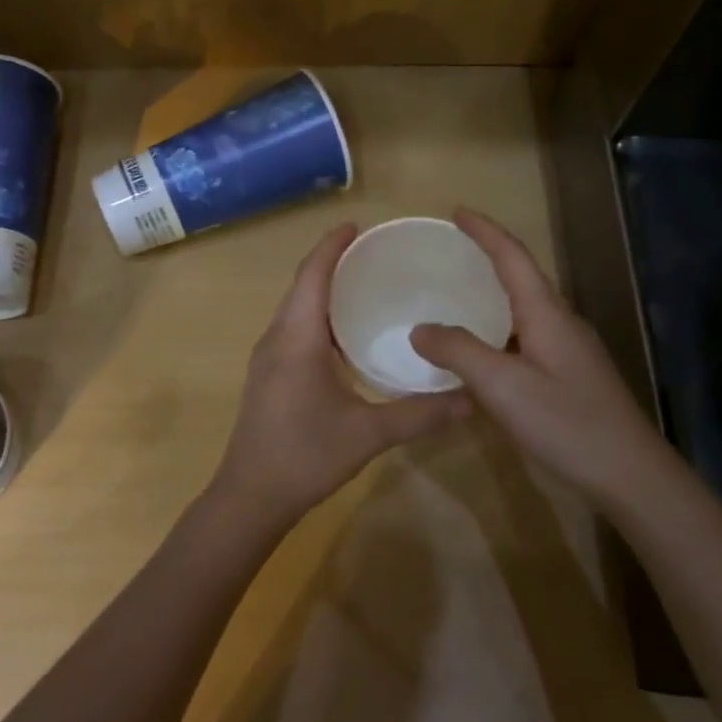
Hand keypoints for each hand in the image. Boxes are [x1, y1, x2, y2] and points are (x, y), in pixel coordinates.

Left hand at [210, 223, 471, 526]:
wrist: (250, 496)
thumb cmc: (304, 456)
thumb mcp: (368, 434)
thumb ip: (420, 414)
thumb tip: (472, 397)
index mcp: (296, 338)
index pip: (312, 276)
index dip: (332, 246)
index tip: (357, 225)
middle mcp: (277, 338)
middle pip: (302, 286)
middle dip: (333, 263)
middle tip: (375, 254)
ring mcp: (268, 357)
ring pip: (296, 309)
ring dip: (325, 291)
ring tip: (365, 285)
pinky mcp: (269, 375)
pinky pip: (294, 329)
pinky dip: (319, 317)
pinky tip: (347, 335)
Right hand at [409, 209, 671, 510]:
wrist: (631, 476)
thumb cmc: (567, 423)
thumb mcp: (503, 386)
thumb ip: (459, 351)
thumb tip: (420, 329)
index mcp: (546, 313)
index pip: (513, 257)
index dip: (485, 231)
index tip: (457, 211)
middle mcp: (561, 323)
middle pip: (521, 277)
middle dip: (487, 258)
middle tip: (448, 254)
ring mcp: (569, 351)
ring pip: (524, 310)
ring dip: (492, 296)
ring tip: (455, 298)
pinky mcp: (570, 376)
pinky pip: (526, 338)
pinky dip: (498, 331)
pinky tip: (480, 354)